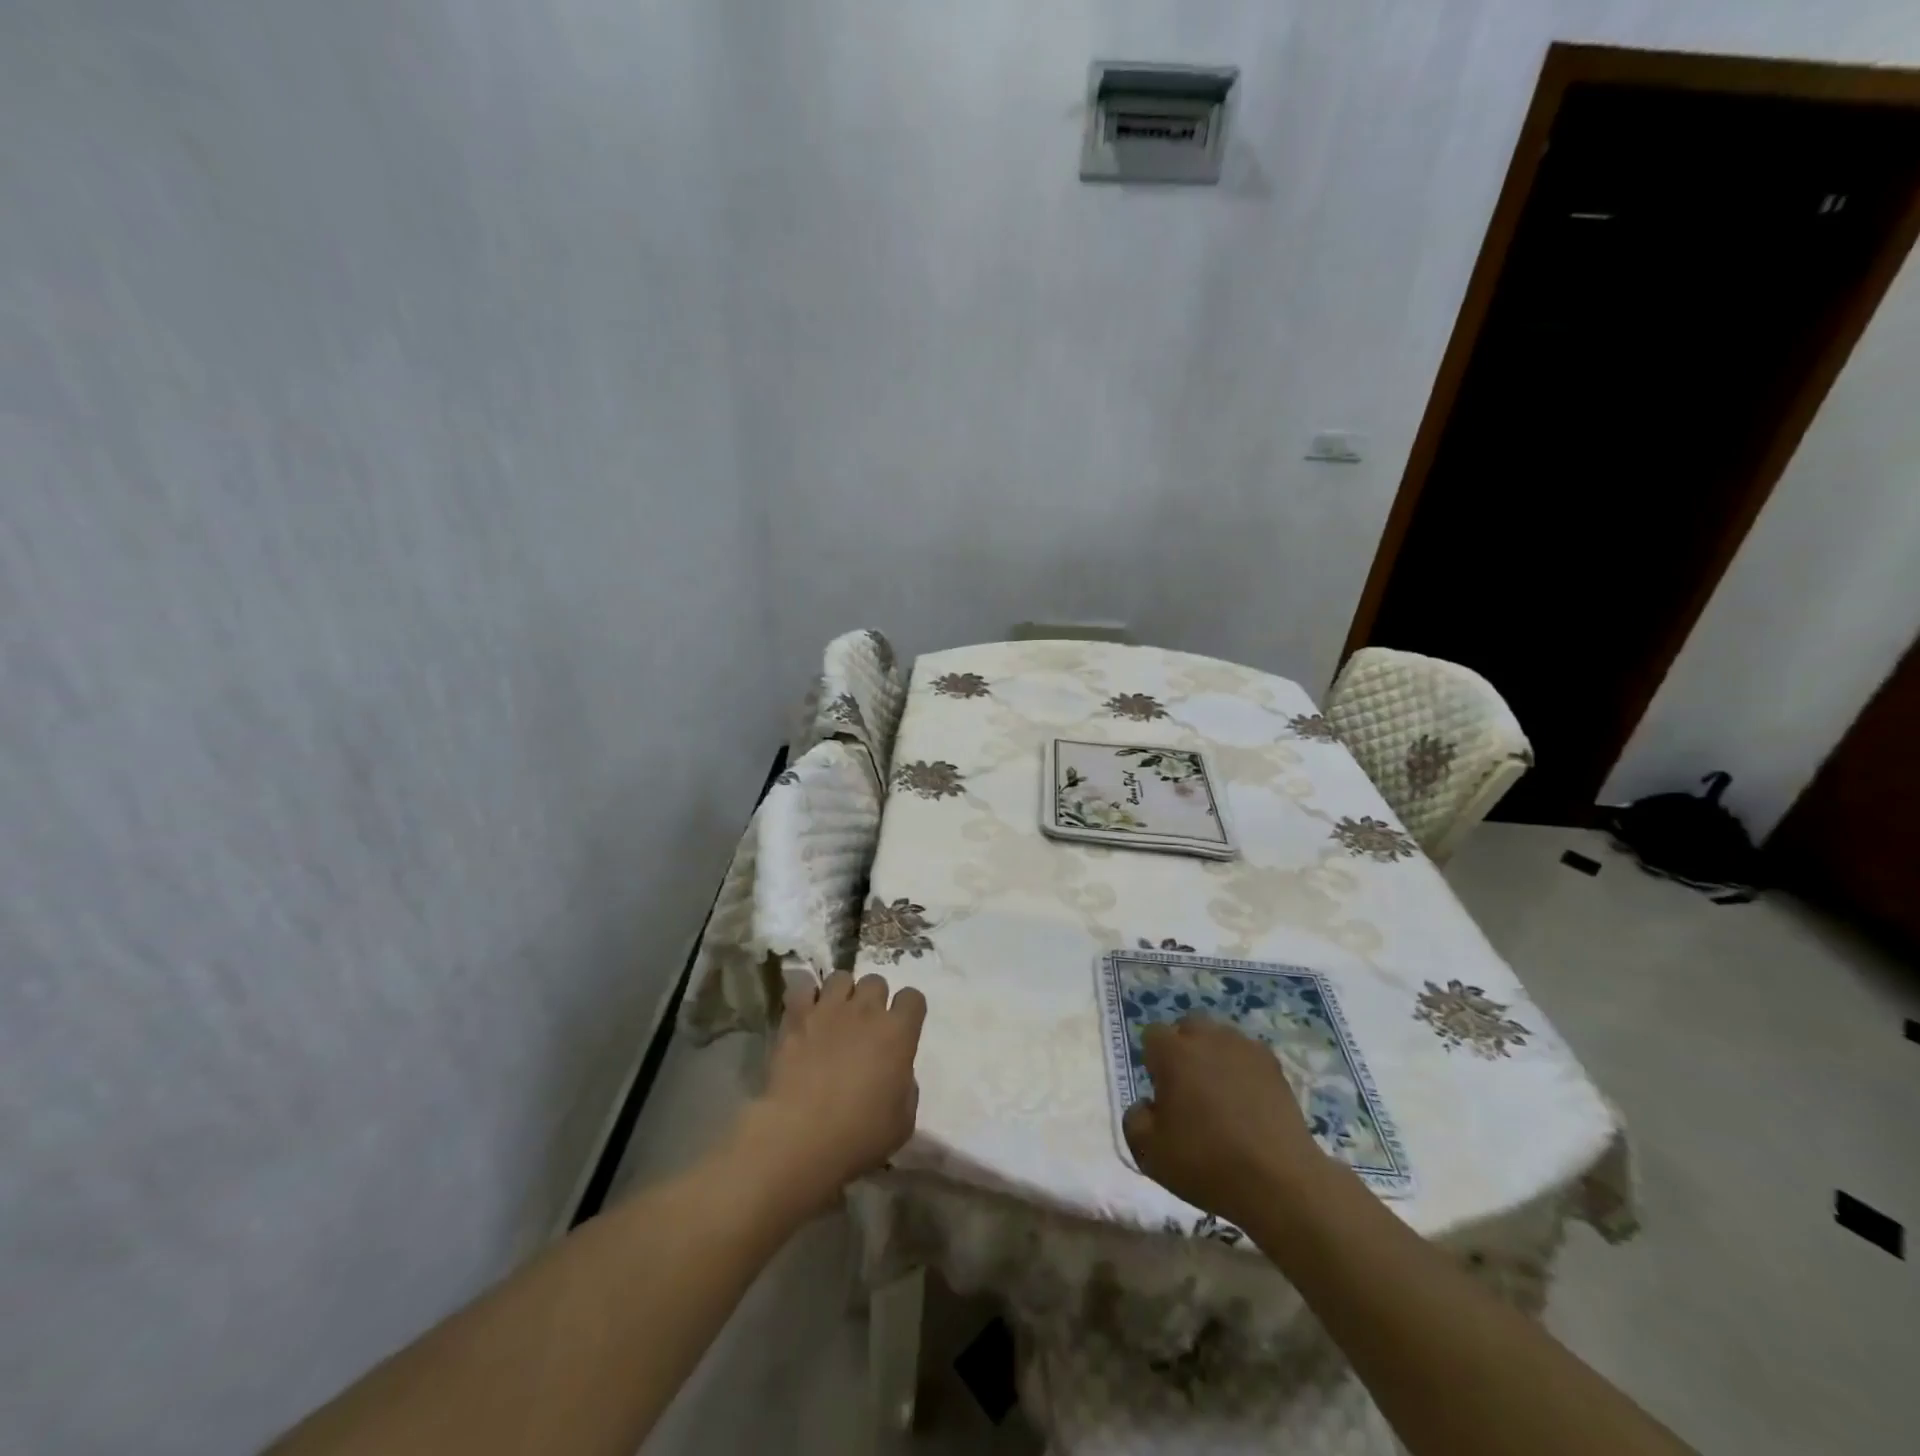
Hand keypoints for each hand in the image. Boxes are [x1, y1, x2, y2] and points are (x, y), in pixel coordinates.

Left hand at [729, 970, 926, 1217]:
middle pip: (876, 981)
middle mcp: (866, 1011)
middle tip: (865, 1025)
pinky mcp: (797, 1017)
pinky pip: (804, 988)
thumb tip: (898, 1074)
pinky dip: (806, 997)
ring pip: (841, 977)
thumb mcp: (902, 1122)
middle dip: (873, 999)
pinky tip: (806, 1016)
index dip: (908, 1010)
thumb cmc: (859, 1135)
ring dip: (842, 994)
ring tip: (834, 1016)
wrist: (801, 1135)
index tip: (902, 1028)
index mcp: (898, 1032)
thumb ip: (906, 1089)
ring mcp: (829, 1009)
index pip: (913, 997)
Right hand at [1122, 1017, 1331, 1227]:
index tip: (1162, 1092)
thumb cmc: (1206, 1163)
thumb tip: (1148, 1105)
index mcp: (1173, 1052)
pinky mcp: (1274, 1066)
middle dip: (1183, 1049)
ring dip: (1214, 1056)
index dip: (1153, 1061)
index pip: (1152, 1035)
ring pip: (1220, 1038)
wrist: (1279, 1182)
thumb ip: (1134, 1119)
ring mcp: (1244, 1048)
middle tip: (1188, 1088)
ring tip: (1221, 1095)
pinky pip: (1248, 1056)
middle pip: (1188, 1027)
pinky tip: (1248, 1102)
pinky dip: (1243, 1070)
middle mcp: (1207, 1038)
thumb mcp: (1149, 1153)